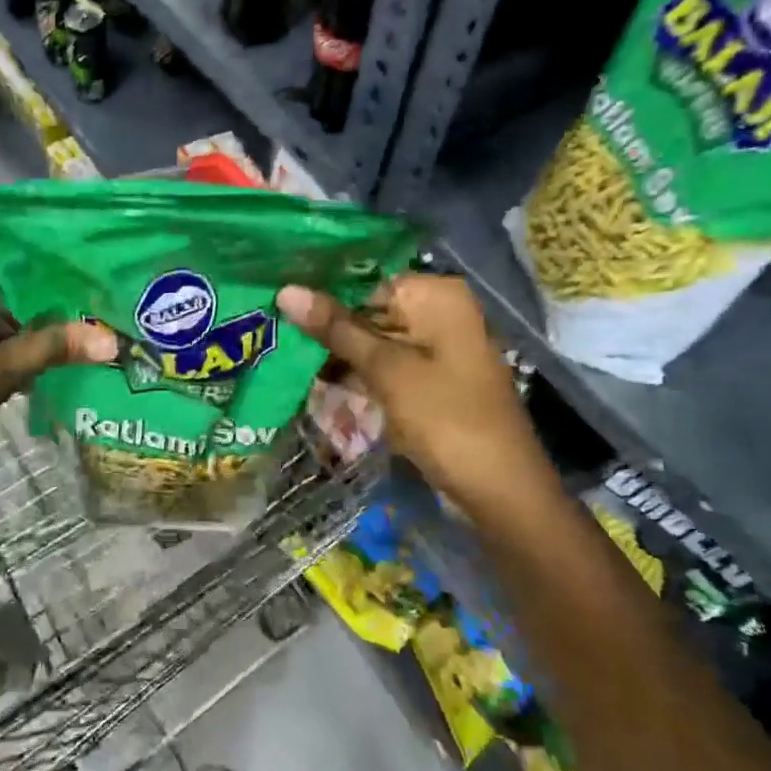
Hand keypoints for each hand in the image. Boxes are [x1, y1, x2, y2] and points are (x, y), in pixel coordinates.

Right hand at [276, 275, 556, 517]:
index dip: (321, 293)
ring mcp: (436, 348)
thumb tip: (286, 290)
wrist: (500, 491)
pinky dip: (356, 373)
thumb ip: (336, 329)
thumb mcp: (386, 370)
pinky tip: (316, 381)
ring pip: (373, 339)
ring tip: (283, 356)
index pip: (365, 279)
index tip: (274, 304)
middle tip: (270, 332)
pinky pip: (385, 364)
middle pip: (369, 308)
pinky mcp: (429, 379)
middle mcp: (439, 312)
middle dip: (325, 326)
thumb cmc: (445, 418)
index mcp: (437, 295)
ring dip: (335, 352)